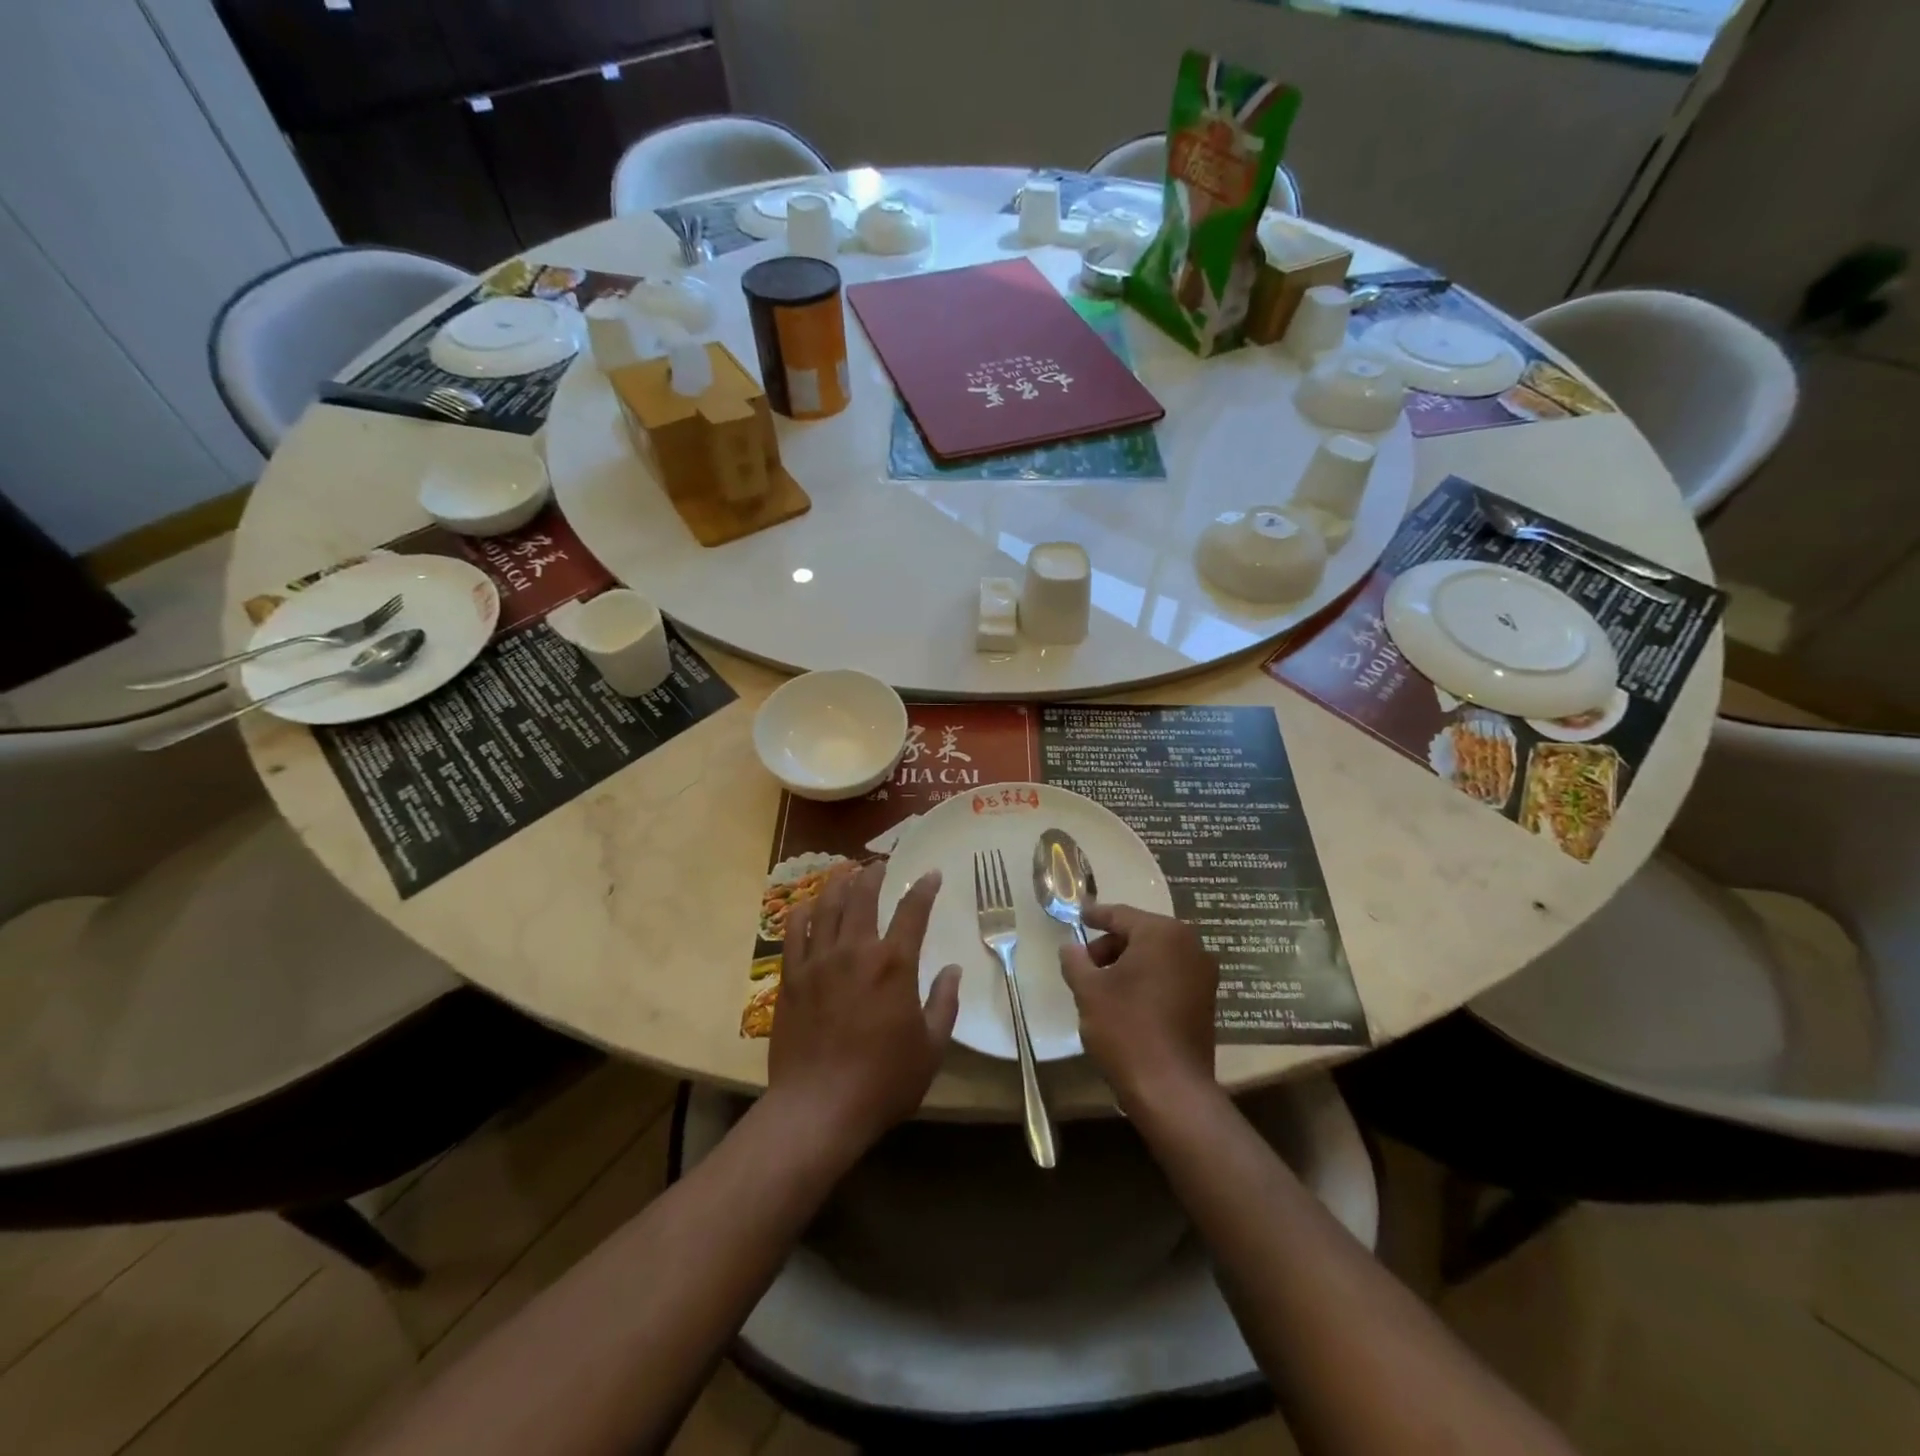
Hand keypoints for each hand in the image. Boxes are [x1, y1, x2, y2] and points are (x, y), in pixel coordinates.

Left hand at [767, 862, 960, 1156]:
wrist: (818, 1108)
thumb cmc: (883, 1081)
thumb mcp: (930, 1048)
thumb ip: (944, 1003)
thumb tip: (953, 970)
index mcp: (894, 964)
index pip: (913, 911)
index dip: (924, 888)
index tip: (931, 874)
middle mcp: (856, 950)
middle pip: (863, 896)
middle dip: (874, 874)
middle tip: (879, 864)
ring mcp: (818, 961)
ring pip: (827, 906)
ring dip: (839, 884)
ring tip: (845, 872)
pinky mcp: (791, 977)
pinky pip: (793, 932)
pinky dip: (802, 912)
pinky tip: (807, 906)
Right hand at [1060, 904, 1217, 1111]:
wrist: (1171, 1089)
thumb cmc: (1126, 1029)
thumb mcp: (1089, 991)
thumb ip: (1076, 961)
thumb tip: (1070, 947)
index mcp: (1162, 933)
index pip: (1121, 915)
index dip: (1096, 915)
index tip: (1079, 915)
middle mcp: (1189, 945)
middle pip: (1141, 934)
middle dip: (1110, 945)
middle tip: (1084, 964)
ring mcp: (1203, 974)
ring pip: (1157, 956)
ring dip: (1129, 964)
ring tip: (1102, 986)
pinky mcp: (1206, 1001)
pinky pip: (1171, 976)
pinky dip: (1148, 980)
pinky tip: (1126, 1001)